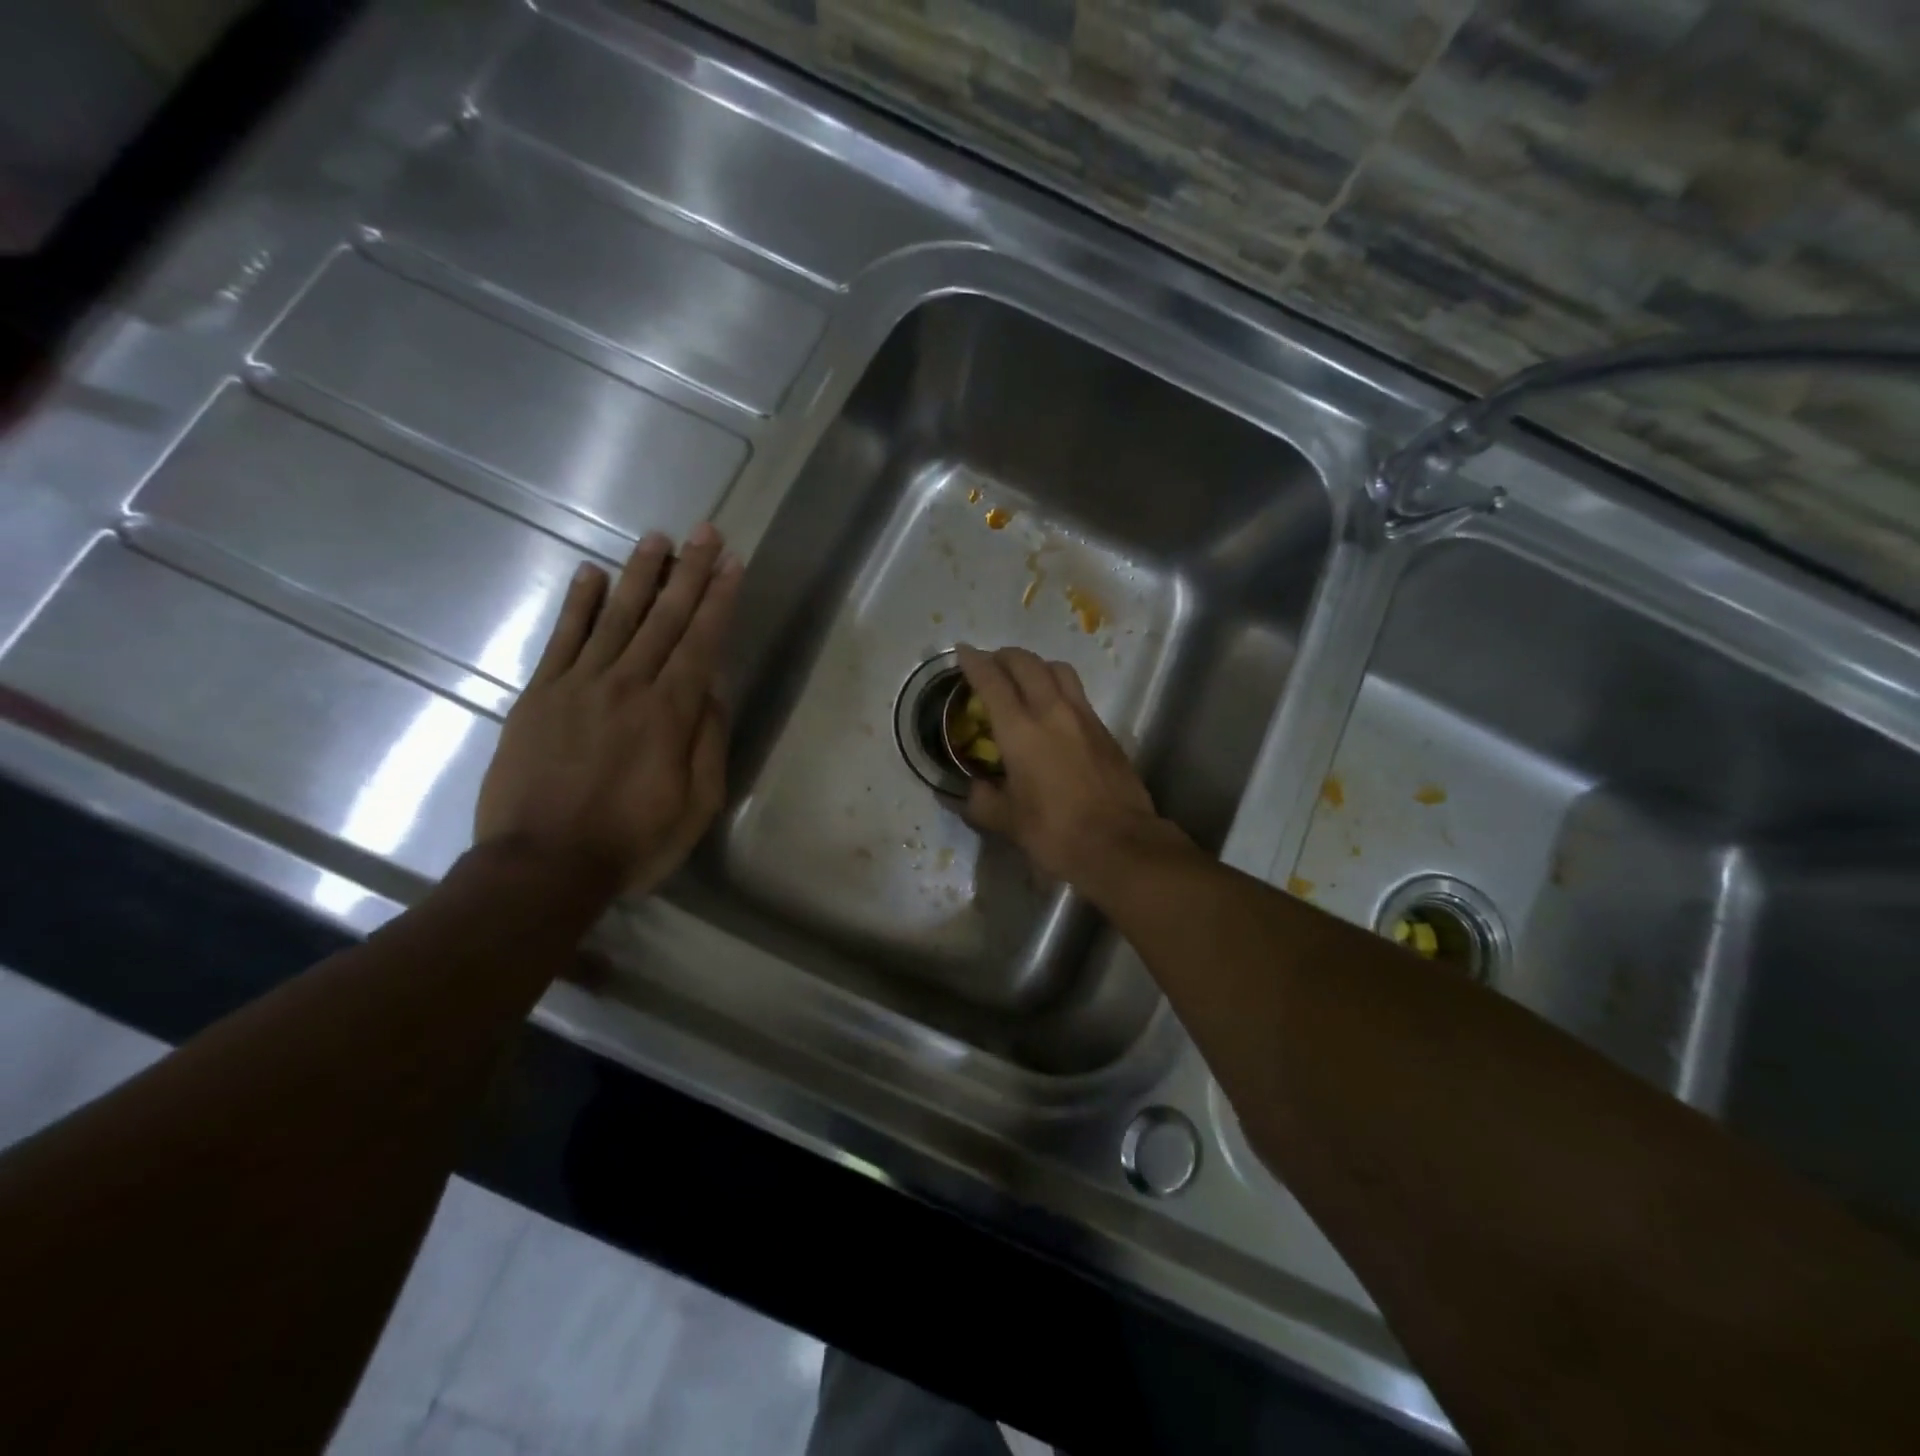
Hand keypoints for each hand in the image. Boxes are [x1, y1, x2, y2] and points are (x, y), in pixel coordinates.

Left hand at [475, 525, 741, 899]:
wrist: (542, 866)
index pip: (701, 642)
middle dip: (689, 572)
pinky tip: (590, 573)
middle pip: (663, 618)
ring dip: (639, 575)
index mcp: (669, 713)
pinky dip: (577, 604)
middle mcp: (627, 685)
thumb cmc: (632, 843)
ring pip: (615, 617)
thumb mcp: (696, 806)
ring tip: (656, 538)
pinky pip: (561, 639)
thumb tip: (712, 689)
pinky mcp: (539, 696)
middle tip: (705, 532)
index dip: (719, 600)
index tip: (733, 564)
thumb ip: (708, 743)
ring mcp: (578, 685)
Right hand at [956, 645, 1189, 892]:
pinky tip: (1054, 710)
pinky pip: (1077, 693)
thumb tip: (973, 791)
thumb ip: (983, 802)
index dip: (974, 663)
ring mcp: (1084, 717)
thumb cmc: (1055, 832)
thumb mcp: (1007, 822)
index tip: (963, 651)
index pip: (992, 682)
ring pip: (1058, 670)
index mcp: (1020, 731)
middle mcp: (1052, 712)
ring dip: (1036, 666)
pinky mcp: (1105, 730)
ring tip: (1025, 679)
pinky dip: (1059, 688)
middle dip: (1005, 657)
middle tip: (991, 664)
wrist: (1119, 843)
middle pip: (1027, 663)